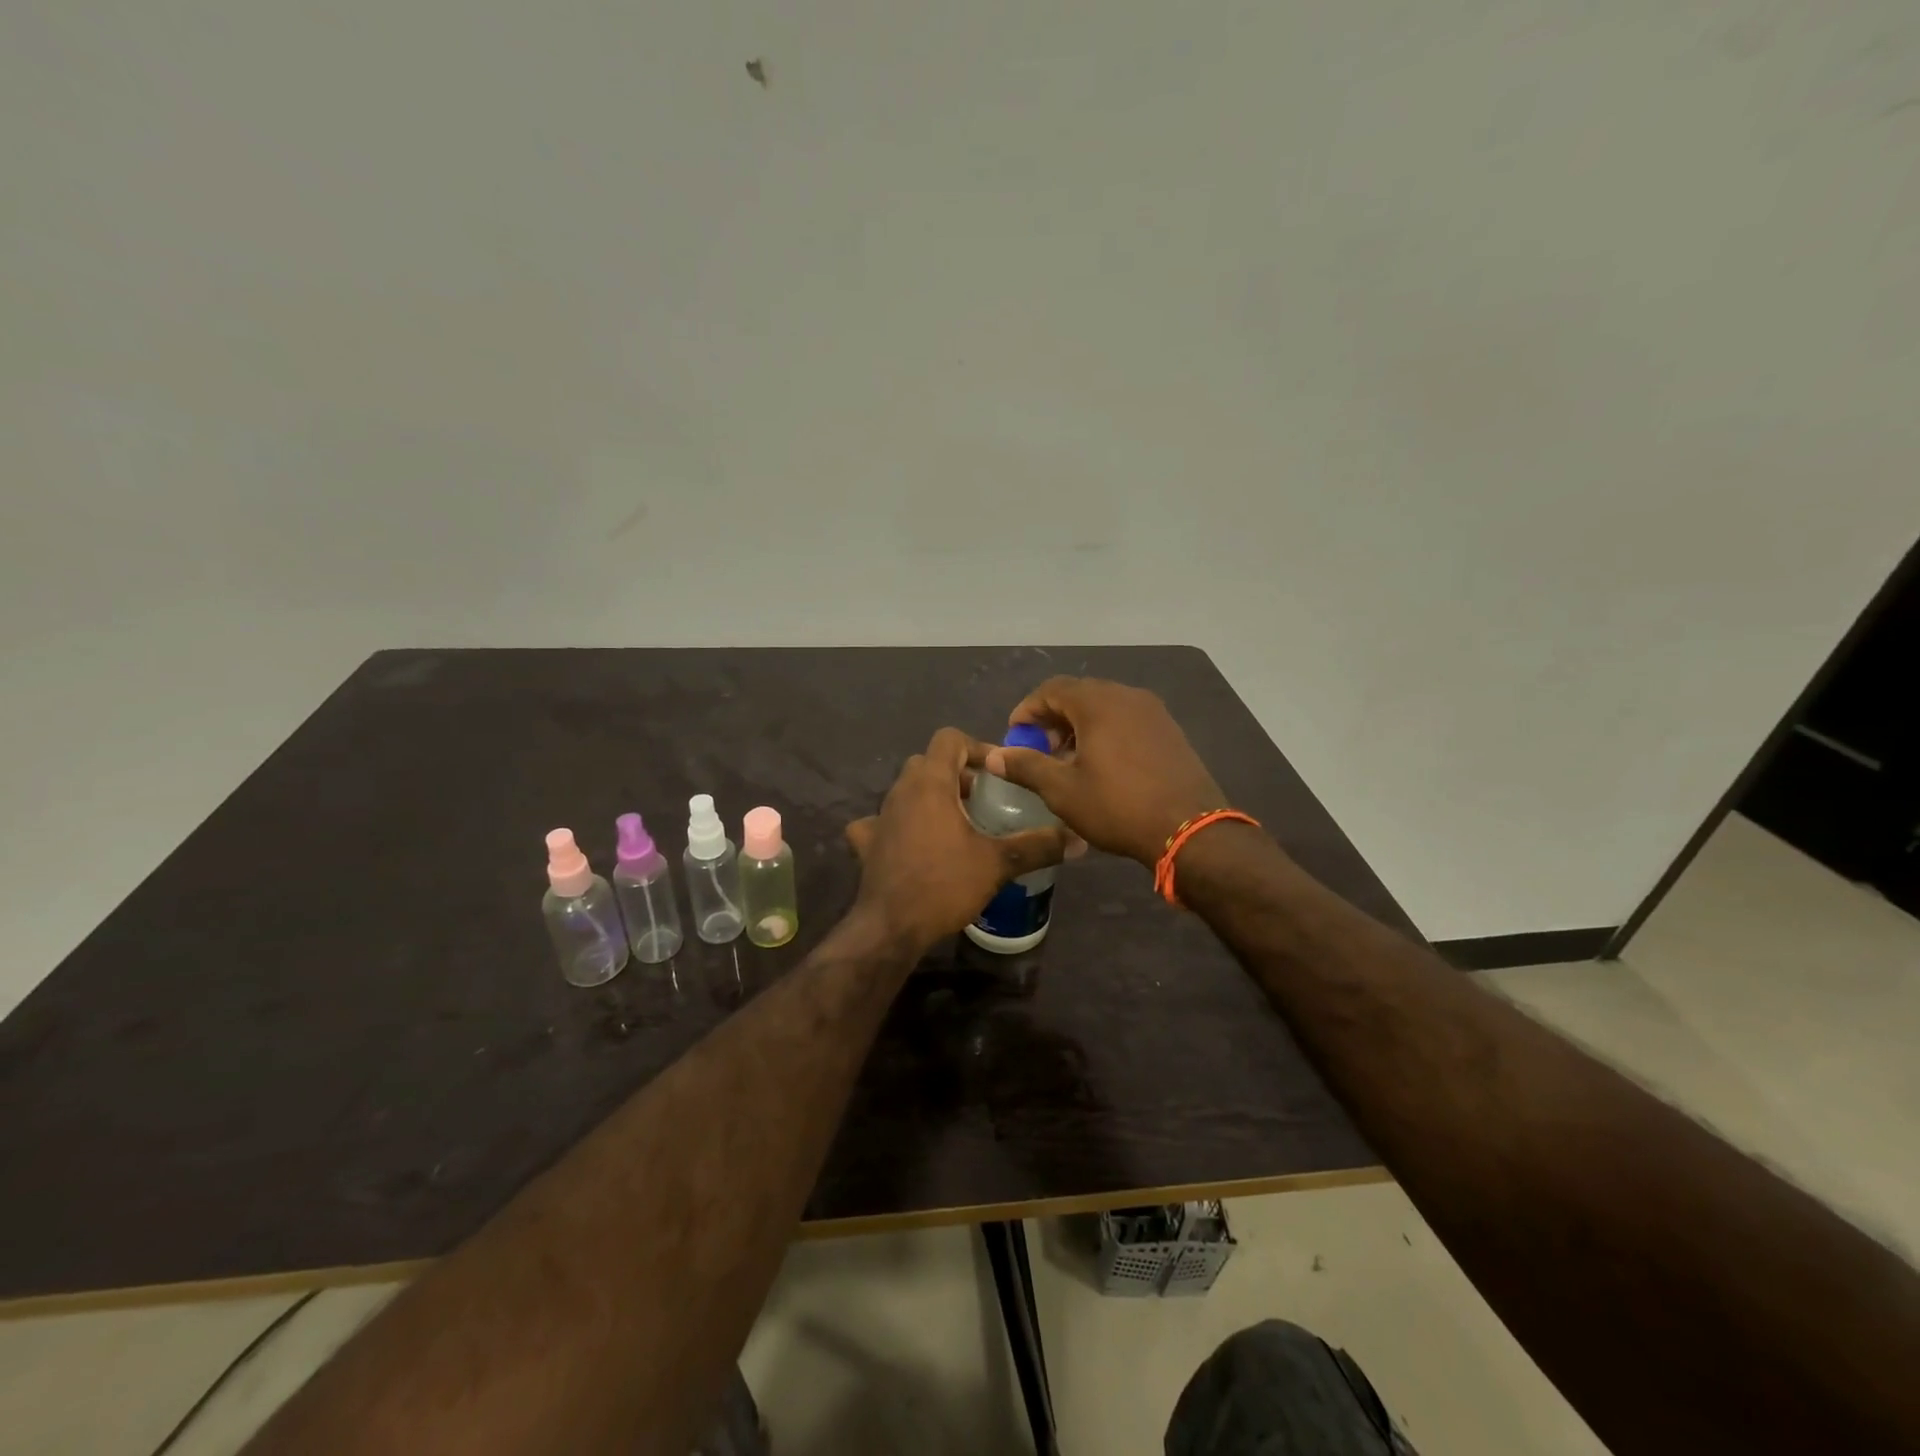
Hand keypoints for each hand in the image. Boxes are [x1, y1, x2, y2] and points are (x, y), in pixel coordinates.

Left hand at [846, 727, 1069, 951]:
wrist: (891, 927)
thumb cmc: (945, 884)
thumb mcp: (998, 864)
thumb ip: (1037, 846)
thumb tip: (1078, 839)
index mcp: (930, 783)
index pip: (949, 738)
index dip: (976, 747)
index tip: (997, 773)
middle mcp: (900, 791)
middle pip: (928, 762)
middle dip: (956, 773)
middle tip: (982, 799)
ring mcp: (879, 816)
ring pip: (907, 790)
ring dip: (931, 797)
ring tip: (958, 824)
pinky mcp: (867, 843)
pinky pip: (882, 822)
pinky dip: (898, 825)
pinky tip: (912, 843)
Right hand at [985, 677, 1227, 866]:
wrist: (1190, 830)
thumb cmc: (1118, 806)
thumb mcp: (1062, 790)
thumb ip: (1026, 766)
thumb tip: (995, 755)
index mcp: (1098, 703)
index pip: (1051, 689)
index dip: (1028, 710)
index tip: (1015, 736)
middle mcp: (1127, 696)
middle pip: (1079, 694)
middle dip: (1053, 718)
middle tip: (1039, 749)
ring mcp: (1153, 712)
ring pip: (1105, 707)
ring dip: (1079, 726)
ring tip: (1068, 760)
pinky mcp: (1170, 731)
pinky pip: (1127, 720)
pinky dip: (1106, 732)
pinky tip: (1102, 765)